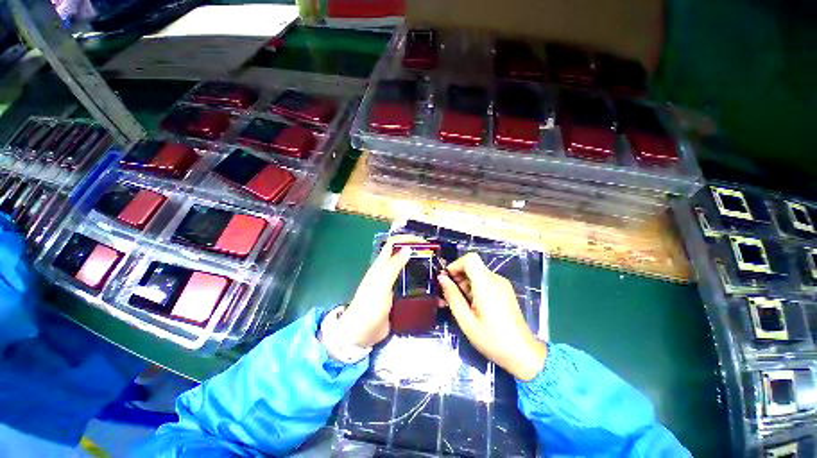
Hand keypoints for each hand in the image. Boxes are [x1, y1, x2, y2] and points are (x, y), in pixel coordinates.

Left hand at [338, 235, 424, 347]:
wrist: (362, 333)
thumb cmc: (370, 305)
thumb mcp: (381, 283)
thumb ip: (393, 266)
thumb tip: (408, 248)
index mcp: (381, 265)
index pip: (394, 244)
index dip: (407, 239)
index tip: (424, 242)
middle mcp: (388, 272)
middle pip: (404, 256)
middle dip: (418, 253)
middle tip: (435, 258)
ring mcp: (394, 285)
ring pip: (409, 271)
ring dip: (422, 269)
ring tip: (437, 273)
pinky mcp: (399, 298)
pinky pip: (412, 287)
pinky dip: (422, 286)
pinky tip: (433, 291)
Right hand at [438, 252, 546, 380]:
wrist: (523, 353)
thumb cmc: (492, 339)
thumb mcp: (466, 320)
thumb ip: (452, 296)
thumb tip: (442, 278)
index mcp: (486, 284)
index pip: (470, 258)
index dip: (455, 265)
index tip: (447, 280)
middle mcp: (496, 279)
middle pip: (472, 266)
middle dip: (457, 277)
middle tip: (448, 296)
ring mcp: (502, 284)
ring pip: (477, 274)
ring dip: (464, 285)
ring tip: (458, 304)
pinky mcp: (504, 290)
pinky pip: (484, 282)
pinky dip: (474, 289)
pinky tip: (471, 306)